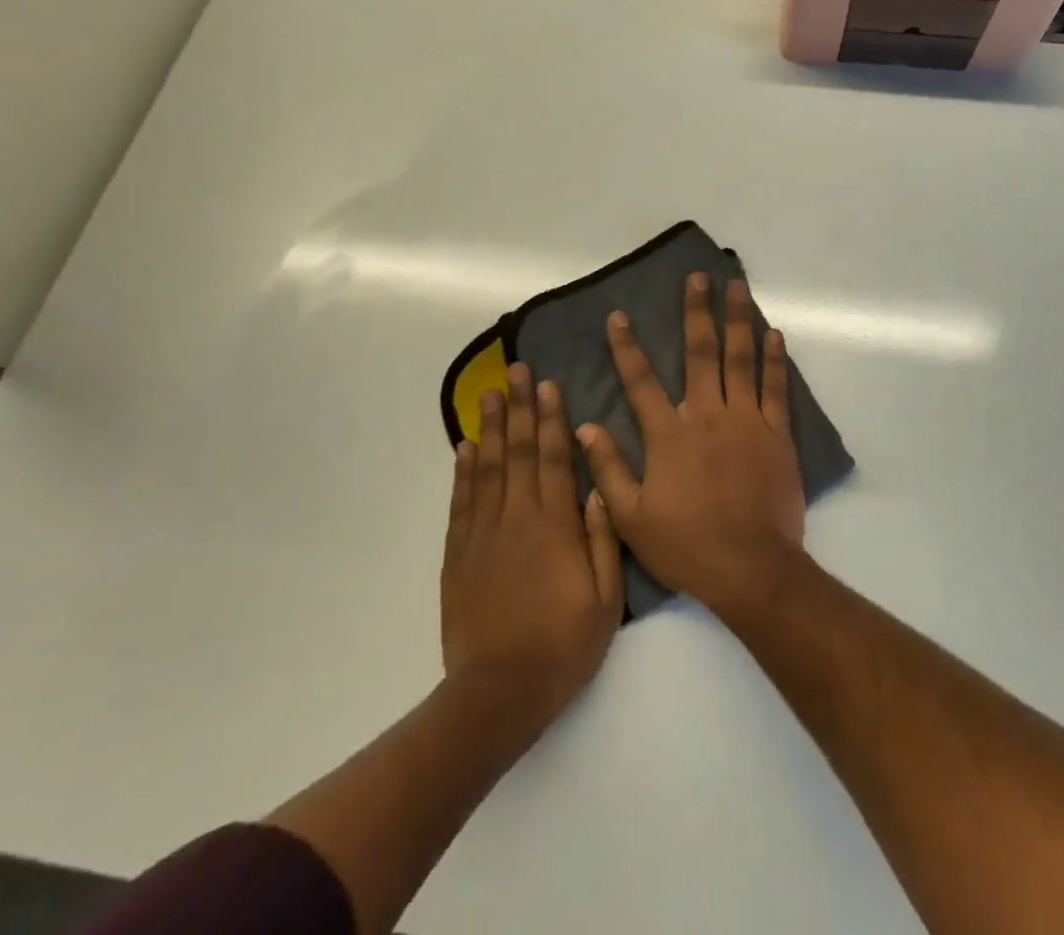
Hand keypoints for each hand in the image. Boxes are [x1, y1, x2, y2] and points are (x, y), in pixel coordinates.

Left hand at [441, 362, 623, 731]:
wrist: (499, 693)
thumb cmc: (563, 645)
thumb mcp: (606, 598)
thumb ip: (603, 538)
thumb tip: (599, 487)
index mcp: (555, 524)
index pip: (552, 457)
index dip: (551, 418)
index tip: (549, 385)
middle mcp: (516, 517)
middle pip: (518, 451)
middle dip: (520, 407)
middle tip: (518, 371)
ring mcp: (482, 533)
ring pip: (486, 468)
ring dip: (489, 427)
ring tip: (490, 393)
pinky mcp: (458, 554)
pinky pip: (461, 501)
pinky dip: (462, 470)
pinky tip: (464, 447)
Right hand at [578, 273, 805, 612]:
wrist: (751, 568)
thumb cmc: (687, 545)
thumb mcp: (631, 516)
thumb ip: (608, 467)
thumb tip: (584, 424)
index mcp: (669, 434)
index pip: (640, 380)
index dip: (626, 346)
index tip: (618, 315)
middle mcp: (707, 415)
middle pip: (700, 352)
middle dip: (696, 311)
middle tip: (698, 277)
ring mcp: (746, 420)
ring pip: (740, 359)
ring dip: (738, 320)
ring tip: (737, 286)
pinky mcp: (777, 434)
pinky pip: (776, 388)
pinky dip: (774, 359)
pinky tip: (774, 333)